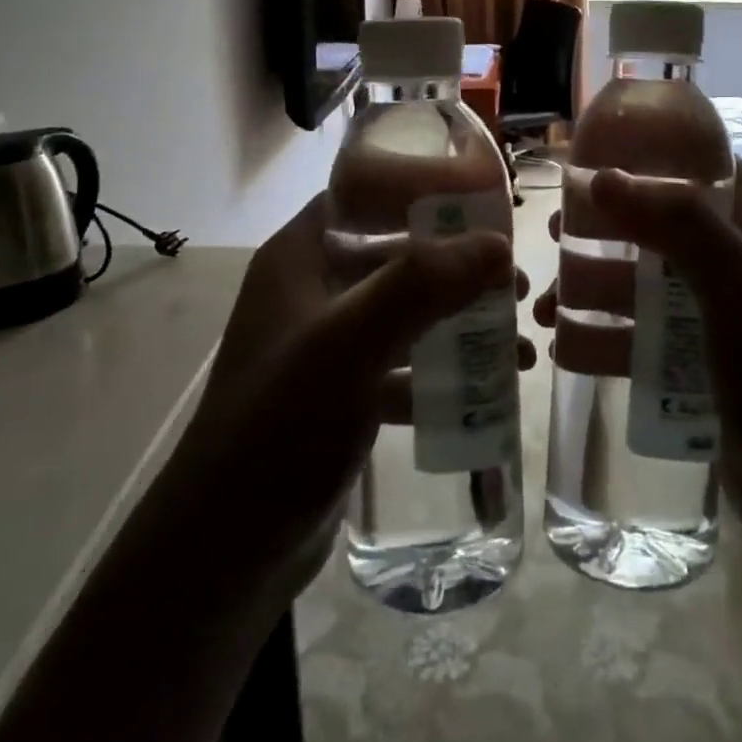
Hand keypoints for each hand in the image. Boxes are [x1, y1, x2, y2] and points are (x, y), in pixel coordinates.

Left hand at [178, 192, 532, 611]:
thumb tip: (498, 244)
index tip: (485, 202)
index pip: (363, 194)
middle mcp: (311, 290)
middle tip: (514, 282)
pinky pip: (403, 362)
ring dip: (459, 319)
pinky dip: (443, 370)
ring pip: (405, 311)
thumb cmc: (278, 428)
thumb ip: (419, 286)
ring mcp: (326, 344)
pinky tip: (489, 389)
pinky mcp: (342, 393)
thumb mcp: (348, 346)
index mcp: (299, 257)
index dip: (421, 188)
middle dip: (457, 265)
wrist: (224, 553)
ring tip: (516, 341)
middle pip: (396, 254)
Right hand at [535, 161, 741, 571]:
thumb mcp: (740, 284)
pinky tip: (563, 347)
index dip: (648, 156)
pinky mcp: (699, 362)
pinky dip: (604, 335)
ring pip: (642, 282)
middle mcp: (738, 261)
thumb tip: (600, 177)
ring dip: (593, 287)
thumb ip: (677, 222)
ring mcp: (717, 314)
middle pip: (659, 225)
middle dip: (605, 229)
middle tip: (554, 237)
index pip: (701, 167)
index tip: (587, 162)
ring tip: (543, 307)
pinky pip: (641, 333)